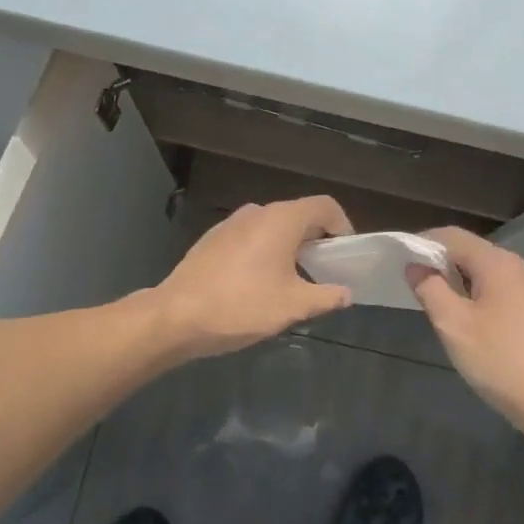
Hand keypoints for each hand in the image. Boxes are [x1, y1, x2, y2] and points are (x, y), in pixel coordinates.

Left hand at [153, 197, 354, 358]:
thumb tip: (346, 293)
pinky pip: (250, 237)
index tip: (347, 253)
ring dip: (289, 246)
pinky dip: (265, 251)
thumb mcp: (293, 306)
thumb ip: (326, 296)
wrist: (176, 316)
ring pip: (272, 227)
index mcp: (281, 219)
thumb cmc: (242, 306)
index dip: (343, 226)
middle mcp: (257, 212)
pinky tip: (259, 283)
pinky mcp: (212, 239)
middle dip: (317, 239)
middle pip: (298, 215)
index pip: (324, 207)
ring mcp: (231, 223)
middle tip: (325, 270)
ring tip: (294, 280)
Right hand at [406, 227, 523, 450]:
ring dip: (459, 280)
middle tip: (414, 285)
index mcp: (498, 263)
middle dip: (440, 263)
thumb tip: (415, 266)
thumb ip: (430, 288)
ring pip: (486, 272)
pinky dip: (478, 294)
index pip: (452, 236)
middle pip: (471, 251)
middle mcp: (519, 266)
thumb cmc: (500, 361)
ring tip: (437, 303)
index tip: (399, 260)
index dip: (422, 244)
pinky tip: (469, 320)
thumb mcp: (453, 325)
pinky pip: (501, 289)